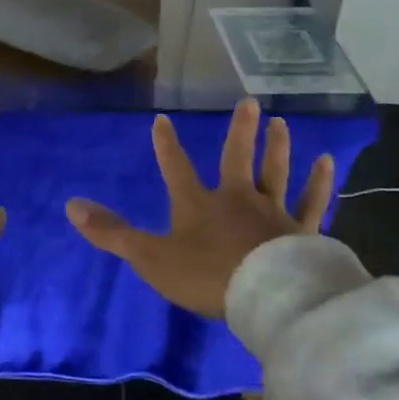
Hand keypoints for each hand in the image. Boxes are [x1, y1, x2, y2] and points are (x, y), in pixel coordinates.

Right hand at [65, 99, 333, 318]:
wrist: (266, 297)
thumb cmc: (206, 275)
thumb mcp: (150, 257)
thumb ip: (112, 233)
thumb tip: (71, 205)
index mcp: (198, 204)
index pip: (176, 167)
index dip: (167, 144)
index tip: (163, 119)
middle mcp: (237, 198)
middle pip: (238, 158)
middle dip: (240, 131)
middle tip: (249, 102)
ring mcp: (273, 213)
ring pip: (276, 172)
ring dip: (277, 146)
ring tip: (281, 122)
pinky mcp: (303, 231)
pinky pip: (313, 202)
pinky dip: (319, 183)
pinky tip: (327, 162)